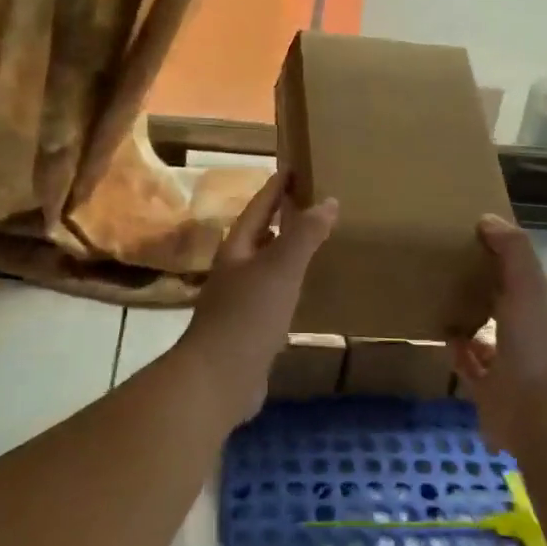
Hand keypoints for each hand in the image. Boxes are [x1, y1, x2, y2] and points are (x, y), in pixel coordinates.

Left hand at [181, 171, 338, 425]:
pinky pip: (271, 297)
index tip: (293, 167)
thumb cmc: (248, 315)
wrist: (219, 378)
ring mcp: (238, 301)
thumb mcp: (281, 269)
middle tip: (309, 203)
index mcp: (237, 249)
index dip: (275, 188)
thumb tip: (327, 200)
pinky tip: (301, 293)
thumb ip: (304, 235)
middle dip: (280, 219)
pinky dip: (287, 286)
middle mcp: (234, 270)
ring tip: (311, 243)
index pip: (258, 208)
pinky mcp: (247, 329)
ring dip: (284, 252)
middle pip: (258, 236)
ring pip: (264, 267)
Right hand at [450, 215, 546, 451]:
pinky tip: (442, 334)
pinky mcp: (490, 389)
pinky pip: (469, 363)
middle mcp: (532, 335)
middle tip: (448, 265)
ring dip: (469, 318)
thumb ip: (513, 251)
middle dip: (483, 286)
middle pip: (505, 302)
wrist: (538, 418)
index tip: (472, 238)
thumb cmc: (537, 347)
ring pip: (487, 333)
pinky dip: (457, 349)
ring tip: (440, 297)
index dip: (503, 256)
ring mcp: (512, 364)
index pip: (524, 275)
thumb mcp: (530, 287)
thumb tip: (488, 220)